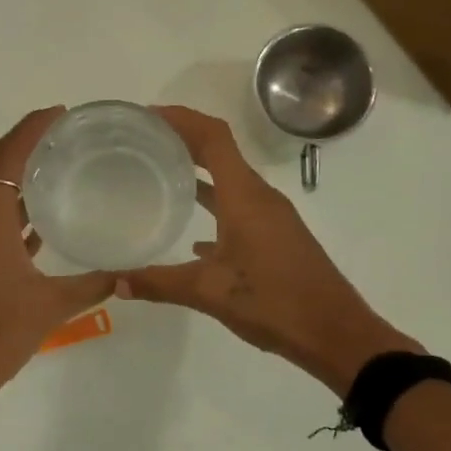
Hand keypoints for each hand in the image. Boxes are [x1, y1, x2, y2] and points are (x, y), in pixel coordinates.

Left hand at [0, 108, 115, 443]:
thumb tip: (128, 271)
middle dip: (32, 152)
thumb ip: (91, 284)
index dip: (32, 128)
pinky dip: (16, 219)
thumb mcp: (49, 308)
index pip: (8, 156)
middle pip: (0, 172)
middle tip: (73, 143)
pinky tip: (44, 228)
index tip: (61, 113)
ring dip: (24, 187)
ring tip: (64, 176)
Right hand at [117, 106, 417, 393]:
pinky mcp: (276, 237)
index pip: (213, 137)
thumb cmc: (274, 303)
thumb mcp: (209, 293)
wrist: (336, 333)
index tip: (146, 117)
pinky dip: (214, 206)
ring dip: (198, 172)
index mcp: (245, 196)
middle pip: (220, 151)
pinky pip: (239, 208)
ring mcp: (271, 216)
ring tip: (159, 175)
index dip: (181, 119)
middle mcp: (259, 196)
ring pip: (229, 180)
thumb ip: (159, 284)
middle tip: (143, 142)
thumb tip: (114, 283)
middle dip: (183, 140)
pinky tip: (193, 236)